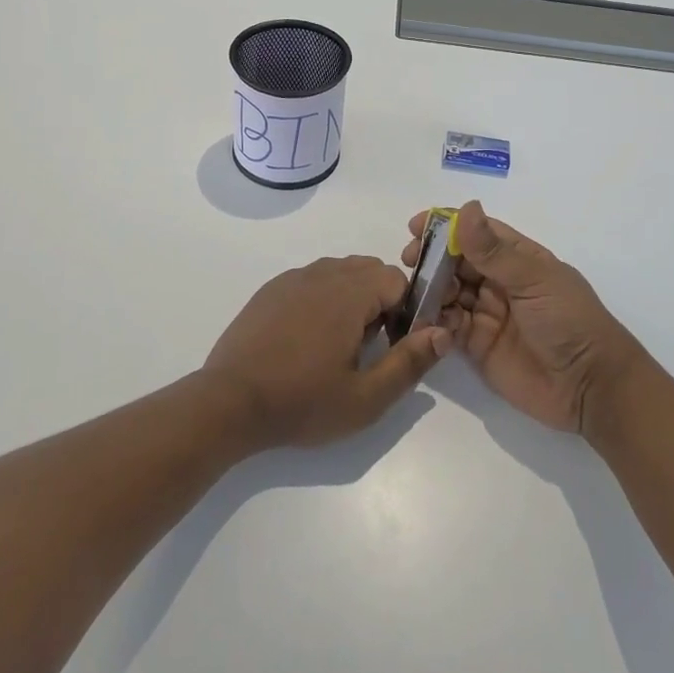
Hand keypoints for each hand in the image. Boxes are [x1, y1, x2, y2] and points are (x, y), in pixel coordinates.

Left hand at [203, 256, 450, 448]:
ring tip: (340, 344)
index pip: (396, 279)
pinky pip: (310, 280)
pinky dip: (322, 298)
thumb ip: (410, 362)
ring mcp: (292, 279)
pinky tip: (308, 338)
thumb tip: (444, 332)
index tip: (395, 344)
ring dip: (352, 297)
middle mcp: (322, 275)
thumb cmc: (302, 403)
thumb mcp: (366, 398)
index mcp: (349, 294)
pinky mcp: (270, 290)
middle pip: (368, 269)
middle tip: (370, 347)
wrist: (229, 402)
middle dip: (381, 300)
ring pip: (339, 272)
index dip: (406, 309)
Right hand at [404, 202, 644, 435]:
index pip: (477, 233)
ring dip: (429, 287)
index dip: (447, 226)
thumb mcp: (534, 280)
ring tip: (414, 290)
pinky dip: (433, 320)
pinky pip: (447, 326)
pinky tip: (423, 318)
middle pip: (456, 262)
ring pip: (448, 292)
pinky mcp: (476, 345)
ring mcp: (487, 314)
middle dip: (431, 257)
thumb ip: (494, 251)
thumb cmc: (569, 321)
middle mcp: (500, 282)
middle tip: (409, 260)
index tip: (416, 226)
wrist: (591, 387)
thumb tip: (465, 209)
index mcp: (519, 259)